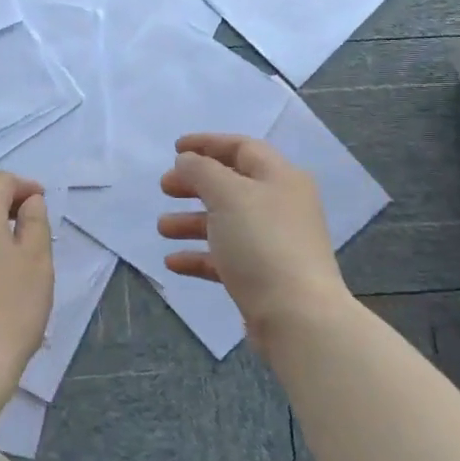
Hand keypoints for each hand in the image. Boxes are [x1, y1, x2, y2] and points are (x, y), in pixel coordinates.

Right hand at [158, 133, 350, 344]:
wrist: (297, 316)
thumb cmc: (262, 243)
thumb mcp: (228, 195)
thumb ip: (202, 171)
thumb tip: (188, 161)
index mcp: (280, 178)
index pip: (242, 148)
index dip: (208, 144)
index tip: (175, 148)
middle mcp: (280, 206)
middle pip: (232, 185)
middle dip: (195, 184)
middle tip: (165, 187)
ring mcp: (273, 243)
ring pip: (226, 223)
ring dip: (192, 222)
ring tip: (162, 228)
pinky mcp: (263, 277)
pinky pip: (226, 258)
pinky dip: (199, 256)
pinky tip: (173, 262)